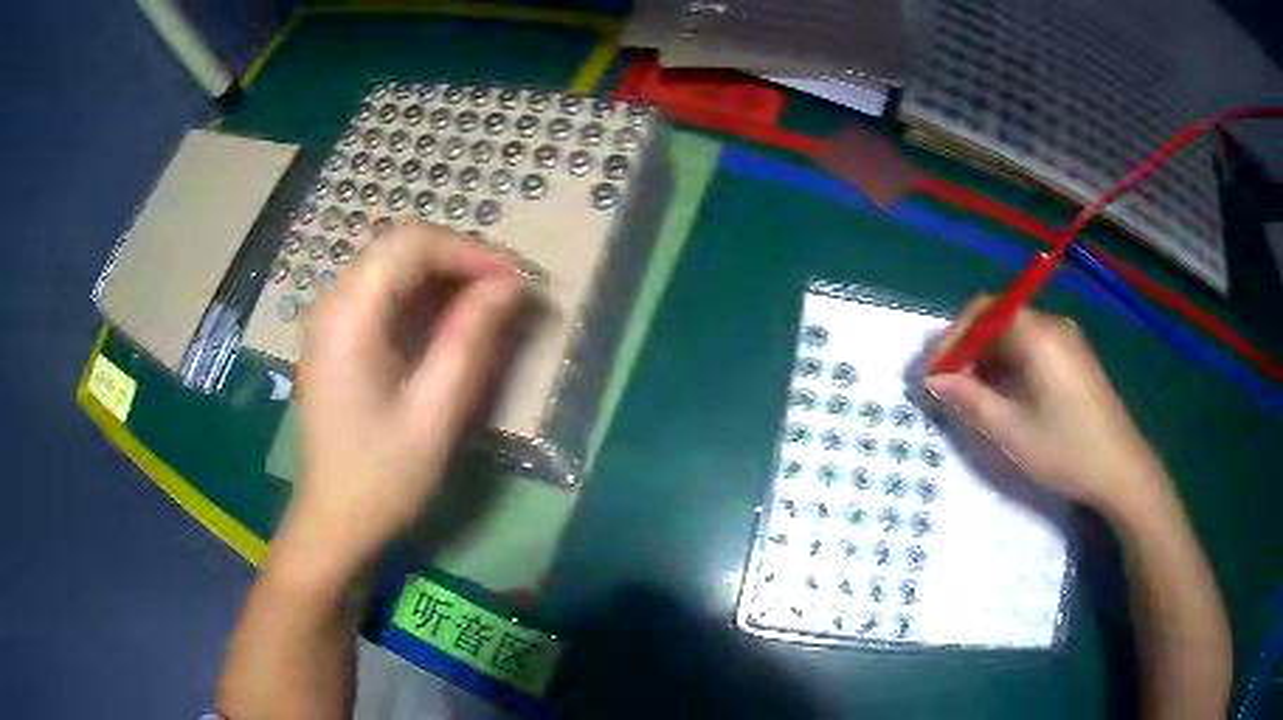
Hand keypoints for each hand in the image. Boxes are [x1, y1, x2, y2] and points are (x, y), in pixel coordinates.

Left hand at [284, 221, 523, 579]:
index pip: (410, 245)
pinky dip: (422, 295)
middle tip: (508, 289)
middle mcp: (331, 304)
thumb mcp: (436, 412)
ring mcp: (329, 319)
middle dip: (459, 258)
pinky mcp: (335, 337)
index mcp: (348, 317)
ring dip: (443, 274)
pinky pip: (382, 293)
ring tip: (488, 302)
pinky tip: (449, 321)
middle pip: (399, 247)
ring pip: (391, 265)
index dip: (469, 250)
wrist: (334, 521)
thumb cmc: (383, 477)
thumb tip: (511, 283)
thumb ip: (471, 338)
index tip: (516, 279)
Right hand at [925, 295, 1167, 517]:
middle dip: (969, 349)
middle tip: (949, 388)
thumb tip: (934, 380)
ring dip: (989, 359)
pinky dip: (1011, 364)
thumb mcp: (1011, 430)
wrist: (1120, 468)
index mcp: (1036, 334)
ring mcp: (1067, 339)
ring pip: (1015, 335)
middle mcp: (1051, 324)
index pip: (982, 313)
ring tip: (974, 397)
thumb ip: (969, 399)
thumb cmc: (1065, 449)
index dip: (953, 339)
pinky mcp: (1075, 356)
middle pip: (999, 319)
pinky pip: (1033, 346)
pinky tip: (1006, 395)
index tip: (934, 375)